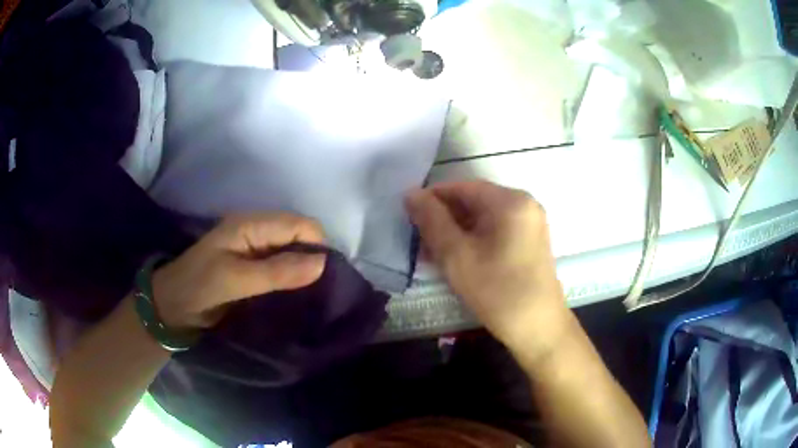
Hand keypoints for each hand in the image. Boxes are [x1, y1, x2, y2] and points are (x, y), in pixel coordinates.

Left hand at [151, 213, 326, 329]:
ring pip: (293, 249)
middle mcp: (256, 230)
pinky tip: (298, 293)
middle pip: (299, 234)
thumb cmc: (198, 287)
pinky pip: (282, 264)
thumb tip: (322, 263)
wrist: (172, 305)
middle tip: (321, 290)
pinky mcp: (253, 264)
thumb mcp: (235, 280)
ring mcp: (254, 247)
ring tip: (313, 294)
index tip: (326, 278)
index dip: (317, 246)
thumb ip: (277, 271)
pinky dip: (293, 276)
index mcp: (251, 224)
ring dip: (304, 268)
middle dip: (314, 257)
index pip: (299, 224)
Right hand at [405, 180, 568, 352]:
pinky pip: (495, 231)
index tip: (409, 220)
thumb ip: (432, 221)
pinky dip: (474, 240)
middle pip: (473, 201)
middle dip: (443, 219)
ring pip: (483, 218)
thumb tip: (411, 194)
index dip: (431, 200)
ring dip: (456, 232)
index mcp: (510, 201)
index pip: (461, 187)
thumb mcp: (457, 256)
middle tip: (418, 242)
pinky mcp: (530, 241)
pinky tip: (456, 259)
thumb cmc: (497, 291)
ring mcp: (529, 223)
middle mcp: (524, 204)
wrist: (538, 328)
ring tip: (432, 254)